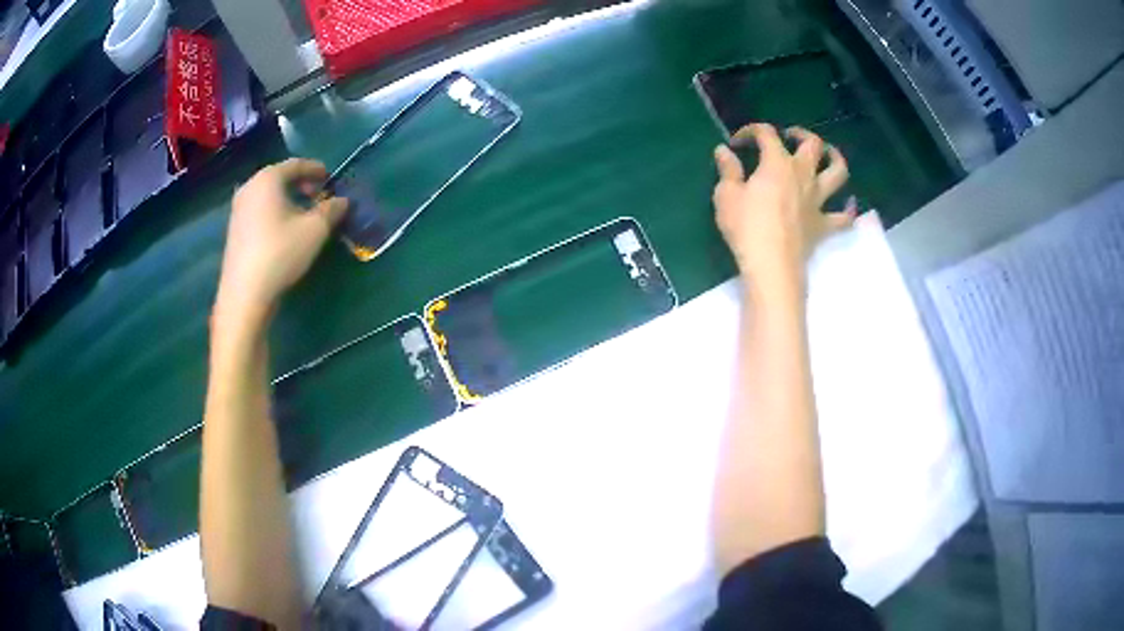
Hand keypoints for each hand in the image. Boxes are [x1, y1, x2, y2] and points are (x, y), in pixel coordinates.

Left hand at [215, 158, 347, 327]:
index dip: (316, 169)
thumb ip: (332, 209)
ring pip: (270, 195)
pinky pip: (260, 210)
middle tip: (320, 197)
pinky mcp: (235, 230)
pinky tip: (287, 230)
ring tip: (306, 215)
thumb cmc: (281, 253)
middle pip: (280, 178)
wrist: (245, 293)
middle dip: (302, 185)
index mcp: (268, 179)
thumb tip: (342, 201)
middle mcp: (250, 187)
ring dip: (289, 200)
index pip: (296, 164)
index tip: (331, 179)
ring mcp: (238, 209)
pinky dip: (276, 212)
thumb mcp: (315, 229)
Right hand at [713, 124, 853, 297]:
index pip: (767, 134)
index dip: (752, 131)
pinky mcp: (824, 225)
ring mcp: (818, 200)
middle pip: (812, 144)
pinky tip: (848, 205)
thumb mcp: (726, 195)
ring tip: (829, 155)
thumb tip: (723, 151)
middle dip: (801, 134)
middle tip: (790, 136)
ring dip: (835, 159)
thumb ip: (728, 170)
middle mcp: (803, 174)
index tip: (737, 142)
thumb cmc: (746, 227)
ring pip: (838, 173)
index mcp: (777, 163)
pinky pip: (844, 217)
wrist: (772, 264)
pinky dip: (848, 209)